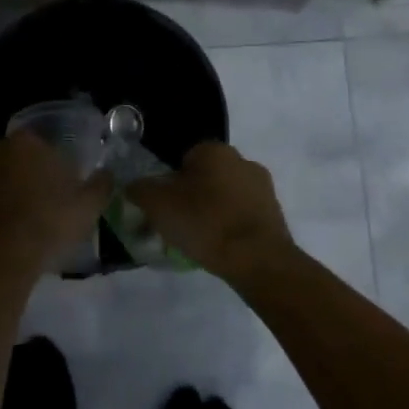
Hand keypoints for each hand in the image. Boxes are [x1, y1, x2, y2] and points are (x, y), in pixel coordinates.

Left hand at [0, 131, 108, 293]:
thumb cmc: (46, 226)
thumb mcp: (88, 208)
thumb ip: (101, 184)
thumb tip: (106, 173)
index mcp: (26, 143)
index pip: (41, 146)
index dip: (50, 168)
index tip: (58, 191)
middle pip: (12, 159)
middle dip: (21, 175)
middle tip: (35, 205)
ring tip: (11, 223)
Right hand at [127, 142, 293, 286]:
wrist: (258, 260)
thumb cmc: (205, 223)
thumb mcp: (158, 205)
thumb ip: (140, 189)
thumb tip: (132, 185)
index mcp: (214, 149)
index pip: (183, 159)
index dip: (170, 183)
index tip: (166, 207)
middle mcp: (242, 159)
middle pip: (206, 176)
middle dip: (194, 195)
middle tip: (180, 224)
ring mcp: (263, 186)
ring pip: (226, 195)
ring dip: (215, 210)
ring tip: (202, 240)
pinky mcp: (275, 212)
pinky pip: (244, 214)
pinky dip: (233, 226)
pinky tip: (224, 247)